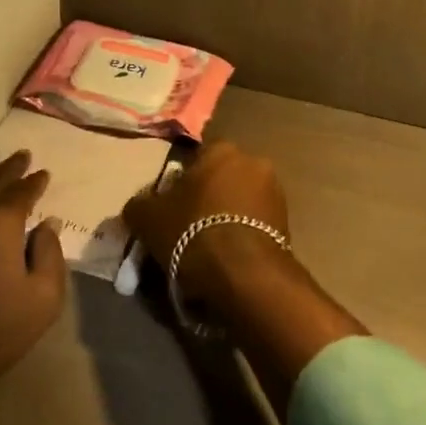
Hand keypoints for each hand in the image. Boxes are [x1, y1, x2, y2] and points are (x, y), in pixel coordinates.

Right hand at [126, 141, 363, 417]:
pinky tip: (227, 262)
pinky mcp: (287, 224)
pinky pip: (254, 227)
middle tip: (187, 232)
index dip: (180, 186)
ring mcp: (275, 193)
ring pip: (239, 204)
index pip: (195, 161)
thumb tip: (138, 206)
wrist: (244, 275)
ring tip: (208, 252)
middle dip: (206, 202)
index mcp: (222, 149)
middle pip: (220, 181)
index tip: (171, 212)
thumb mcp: (149, 218)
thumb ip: (139, 205)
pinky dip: (242, 238)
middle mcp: (253, 161)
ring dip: (226, 220)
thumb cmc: (193, 232)